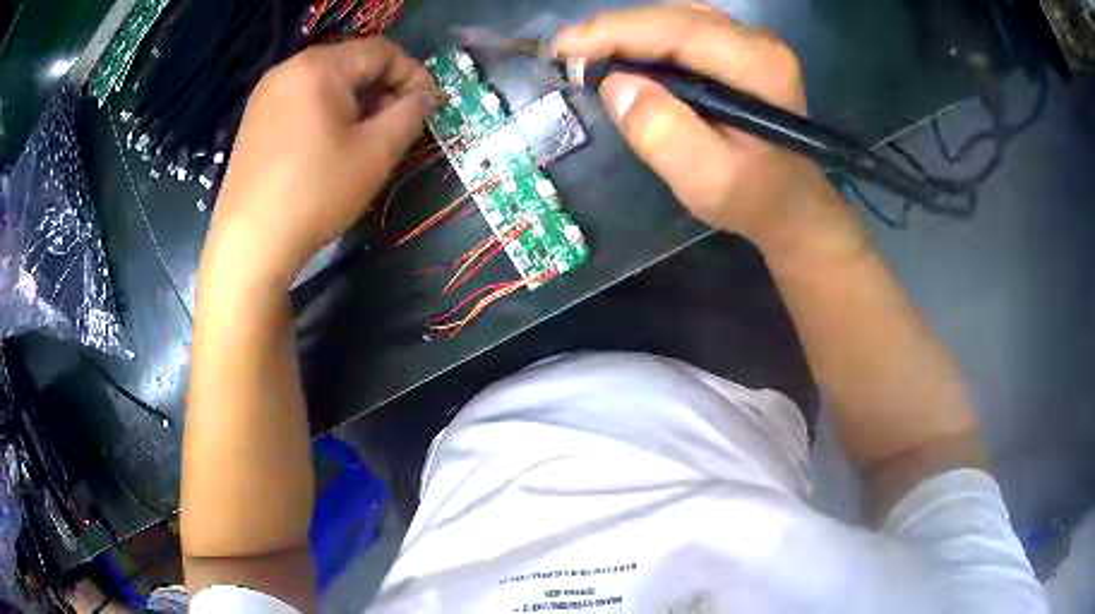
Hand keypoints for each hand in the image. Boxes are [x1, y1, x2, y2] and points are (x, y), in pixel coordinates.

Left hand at [204, 37, 436, 286]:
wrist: (249, 244)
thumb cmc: (315, 194)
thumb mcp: (376, 153)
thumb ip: (410, 114)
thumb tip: (425, 96)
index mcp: (319, 67)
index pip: (381, 51)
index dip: (412, 74)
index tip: (427, 108)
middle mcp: (289, 69)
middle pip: (352, 63)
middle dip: (383, 89)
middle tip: (397, 126)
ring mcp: (266, 94)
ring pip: (327, 82)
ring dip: (356, 102)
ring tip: (365, 138)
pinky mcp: (255, 119)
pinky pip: (303, 100)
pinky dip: (327, 113)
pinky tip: (330, 146)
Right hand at [556, 5, 863, 256]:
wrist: (789, 202)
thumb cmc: (751, 196)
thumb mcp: (706, 179)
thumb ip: (663, 132)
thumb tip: (615, 84)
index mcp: (757, 66)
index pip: (677, 31)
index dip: (615, 33)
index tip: (563, 47)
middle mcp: (757, 41)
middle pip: (674, 17)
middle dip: (615, 30)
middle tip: (566, 53)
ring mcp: (750, 41)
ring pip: (675, 18)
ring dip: (628, 33)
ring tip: (588, 54)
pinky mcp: (738, 48)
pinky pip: (682, 29)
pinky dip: (646, 39)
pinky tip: (624, 56)